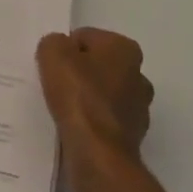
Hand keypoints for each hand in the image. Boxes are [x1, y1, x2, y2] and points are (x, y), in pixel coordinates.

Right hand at [37, 28, 154, 191]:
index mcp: (125, 49)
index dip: (66, 50)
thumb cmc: (79, 94)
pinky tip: (74, 127)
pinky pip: (104, 120)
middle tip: (56, 84)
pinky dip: (91, 121)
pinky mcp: (132, 137)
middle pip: (98, 65)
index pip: (86, 38)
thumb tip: (59, 51)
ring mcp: (139, 109)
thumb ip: (54, 43)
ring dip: (86, 98)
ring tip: (63, 108)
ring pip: (103, 94)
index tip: (53, 66)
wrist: (97, 153)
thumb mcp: (52, 52)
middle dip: (80, 72)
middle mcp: (139, 75)